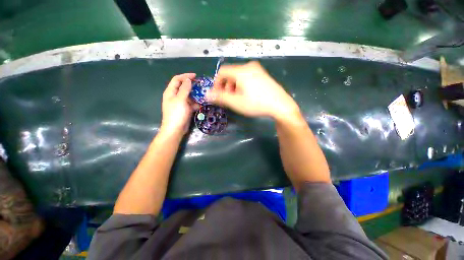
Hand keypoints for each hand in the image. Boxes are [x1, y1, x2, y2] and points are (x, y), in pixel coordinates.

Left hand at [160, 73, 198, 136]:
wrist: (176, 129)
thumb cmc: (177, 113)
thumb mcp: (181, 100)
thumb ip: (185, 89)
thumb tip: (188, 79)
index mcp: (171, 92)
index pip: (177, 79)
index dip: (185, 76)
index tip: (196, 76)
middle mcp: (175, 96)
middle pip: (183, 87)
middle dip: (192, 85)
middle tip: (201, 85)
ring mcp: (180, 103)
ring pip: (189, 96)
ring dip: (195, 95)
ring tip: (203, 94)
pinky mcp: (185, 109)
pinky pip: (191, 103)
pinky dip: (196, 103)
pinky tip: (201, 104)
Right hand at [206, 61, 299, 120]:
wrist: (280, 105)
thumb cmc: (256, 104)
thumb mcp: (236, 102)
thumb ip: (220, 97)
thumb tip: (207, 94)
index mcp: (241, 71)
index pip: (222, 72)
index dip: (216, 83)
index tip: (218, 95)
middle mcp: (249, 66)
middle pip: (230, 74)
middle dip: (226, 86)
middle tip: (228, 99)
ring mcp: (258, 70)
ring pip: (239, 76)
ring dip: (234, 87)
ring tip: (238, 98)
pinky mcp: (263, 75)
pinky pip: (247, 77)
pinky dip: (242, 85)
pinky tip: (247, 95)